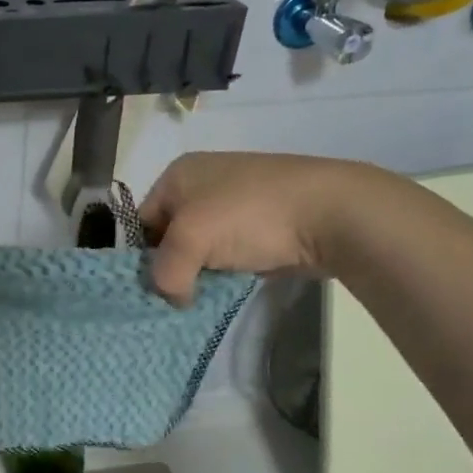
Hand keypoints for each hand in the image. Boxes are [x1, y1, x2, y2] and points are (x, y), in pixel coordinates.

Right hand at [140, 153, 372, 304]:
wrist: (331, 213)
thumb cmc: (250, 215)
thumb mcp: (191, 240)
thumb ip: (166, 273)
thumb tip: (174, 298)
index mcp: (179, 174)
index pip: (141, 221)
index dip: (140, 256)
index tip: (148, 288)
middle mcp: (202, 184)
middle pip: (168, 237)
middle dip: (170, 268)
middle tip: (172, 297)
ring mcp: (234, 205)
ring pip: (199, 249)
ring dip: (198, 274)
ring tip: (197, 298)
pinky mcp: (260, 227)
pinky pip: (227, 255)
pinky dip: (223, 274)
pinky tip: (225, 290)